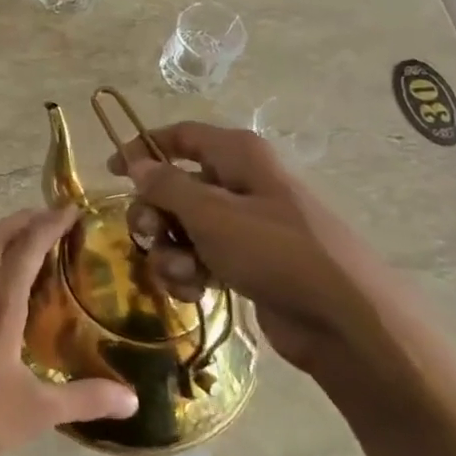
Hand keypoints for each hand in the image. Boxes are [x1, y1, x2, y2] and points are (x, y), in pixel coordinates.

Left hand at [0, 207, 138, 455]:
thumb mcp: (36, 413)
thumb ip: (85, 400)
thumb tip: (134, 400)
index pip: (27, 246)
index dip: (50, 223)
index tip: (74, 209)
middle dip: (26, 218)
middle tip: (58, 219)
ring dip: (6, 233)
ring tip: (36, 240)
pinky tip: (7, 281)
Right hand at [106, 122, 427, 413]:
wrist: (343, 318)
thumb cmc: (275, 250)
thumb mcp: (212, 213)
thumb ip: (167, 186)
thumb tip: (138, 164)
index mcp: (237, 154)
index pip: (180, 136)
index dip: (143, 148)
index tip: (112, 173)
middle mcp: (240, 182)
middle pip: (175, 186)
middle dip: (155, 215)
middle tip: (152, 238)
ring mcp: (245, 224)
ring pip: (184, 227)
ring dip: (171, 252)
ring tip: (185, 276)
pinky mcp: (247, 262)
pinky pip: (202, 257)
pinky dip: (191, 273)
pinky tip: (197, 292)